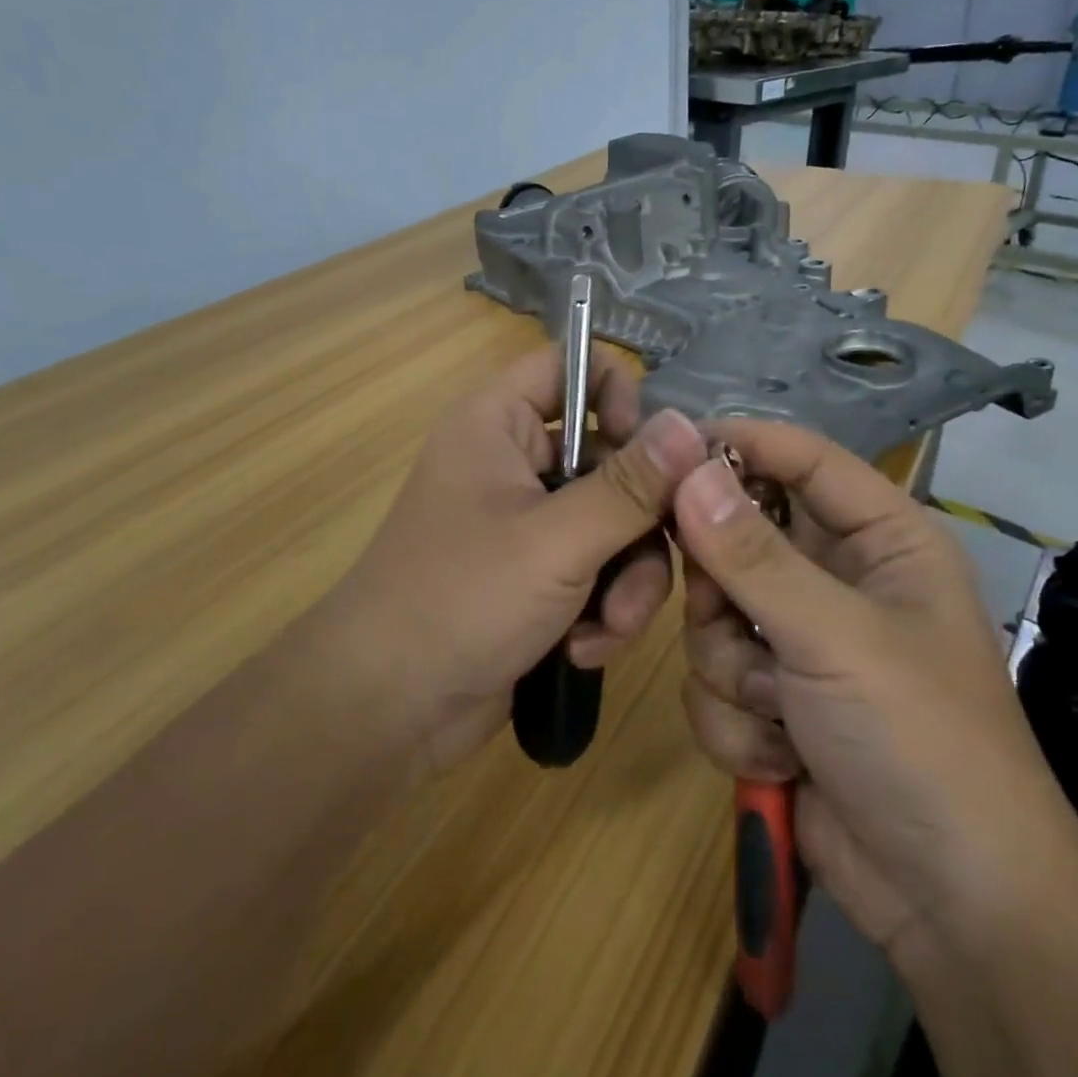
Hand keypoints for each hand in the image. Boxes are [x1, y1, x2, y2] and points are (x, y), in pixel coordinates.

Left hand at [325, 346, 708, 775]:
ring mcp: (527, 522)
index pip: (572, 367)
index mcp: (499, 423)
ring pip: (613, 522)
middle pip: (611, 457)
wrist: (386, 709)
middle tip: (647, 568)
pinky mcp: (537, 576)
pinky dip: (601, 607)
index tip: (650, 455)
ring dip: (625, 579)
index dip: (619, 397)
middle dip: (637, 522)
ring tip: (610, 628)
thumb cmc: (461, 600)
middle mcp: (515, 462)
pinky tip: (584, 648)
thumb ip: (630, 485)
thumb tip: (691, 426)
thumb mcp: (557, 540)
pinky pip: (596, 569)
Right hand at [672, 421, 1077, 967]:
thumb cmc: (919, 741)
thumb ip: (753, 555)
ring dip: (733, 670)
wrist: (950, 907)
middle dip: (723, 589)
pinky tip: (781, 759)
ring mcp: (800, 642)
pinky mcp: (772, 699)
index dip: (741, 445)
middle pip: (739, 537)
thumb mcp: (836, 637)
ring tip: (777, 711)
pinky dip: (737, 721)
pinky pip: (714, 678)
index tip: (669, 449)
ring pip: (714, 616)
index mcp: (882, 540)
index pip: (804, 459)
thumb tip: (687, 471)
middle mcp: (837, 579)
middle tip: (723, 614)